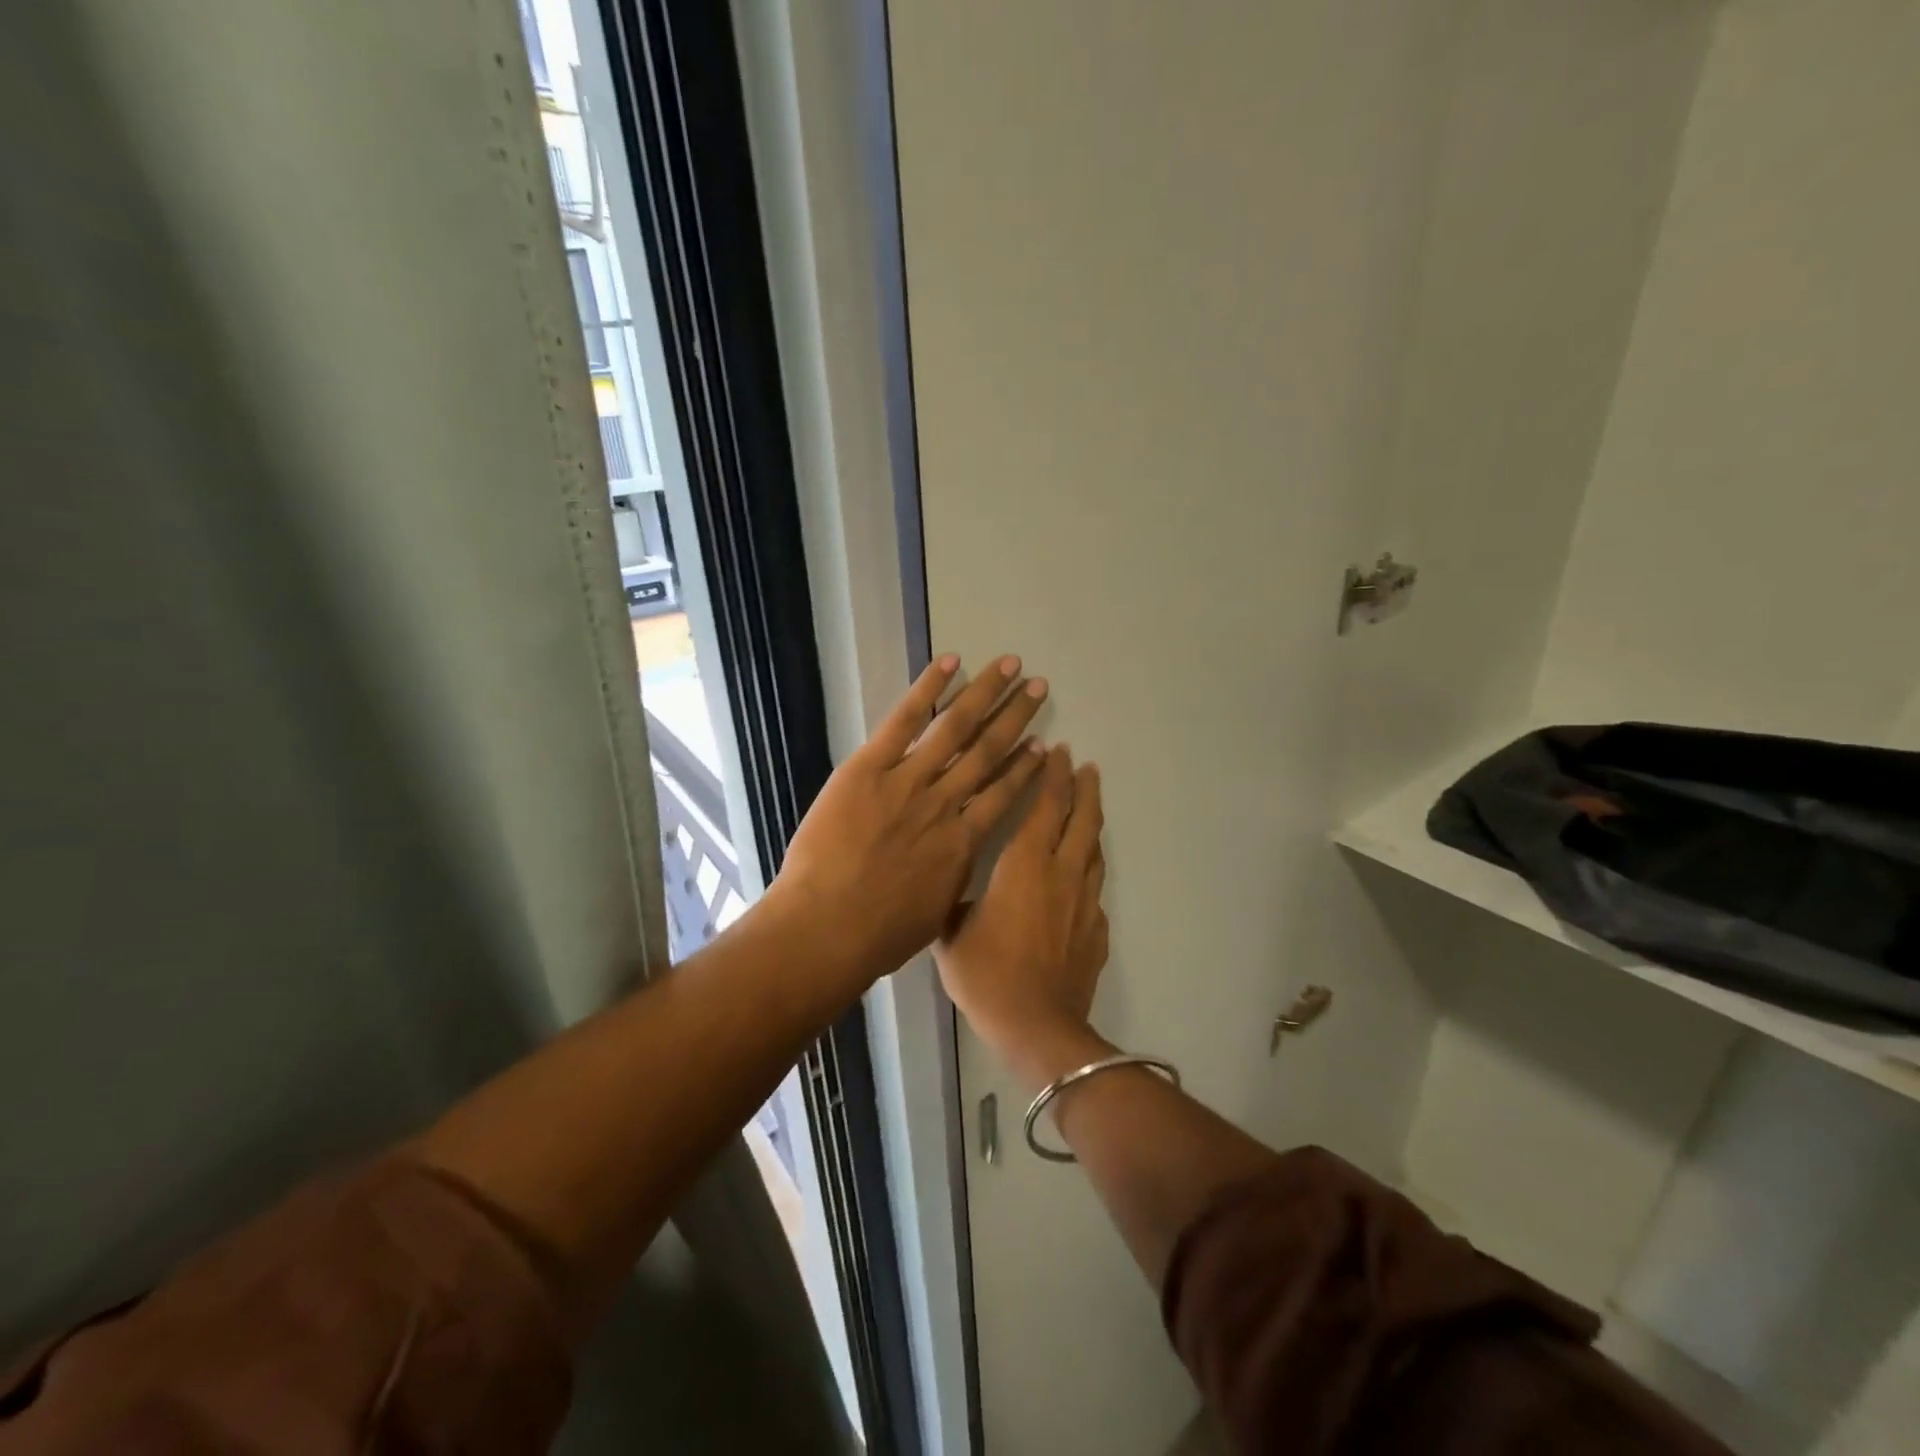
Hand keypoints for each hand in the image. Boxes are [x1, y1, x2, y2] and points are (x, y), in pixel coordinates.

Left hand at [769, 654, 1049, 988]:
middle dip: (1016, 716)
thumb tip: (957, 862)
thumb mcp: (934, 914)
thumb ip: (951, 879)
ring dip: (986, 694)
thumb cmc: (880, 935)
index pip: (1004, 795)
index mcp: (963, 842)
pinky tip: (950, 662)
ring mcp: (908, 781)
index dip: (1025, 767)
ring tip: (1010, 666)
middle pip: (988, 751)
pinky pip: (904, 720)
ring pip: (956, 728)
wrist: (828, 927)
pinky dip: (928, 689)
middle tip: (1039, 687)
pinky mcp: (869, 767)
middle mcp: (945, 803)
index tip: (1044, 745)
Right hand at [934, 748, 1107, 1062]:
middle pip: (1082, 819)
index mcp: (1025, 864)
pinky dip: (1089, 870)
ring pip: (1094, 850)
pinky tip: (1081, 876)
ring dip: (1092, 822)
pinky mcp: (1097, 930)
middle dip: (1084, 788)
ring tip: (1090, 805)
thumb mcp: (951, 935)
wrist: (1038, 1027)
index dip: (1052, 776)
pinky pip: (1094, 888)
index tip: (1059, 752)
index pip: (1045, 806)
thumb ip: (954, 904)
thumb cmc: (987, 975)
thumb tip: (953, 895)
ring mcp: (1085, 902)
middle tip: (1085, 767)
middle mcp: (1062, 873)